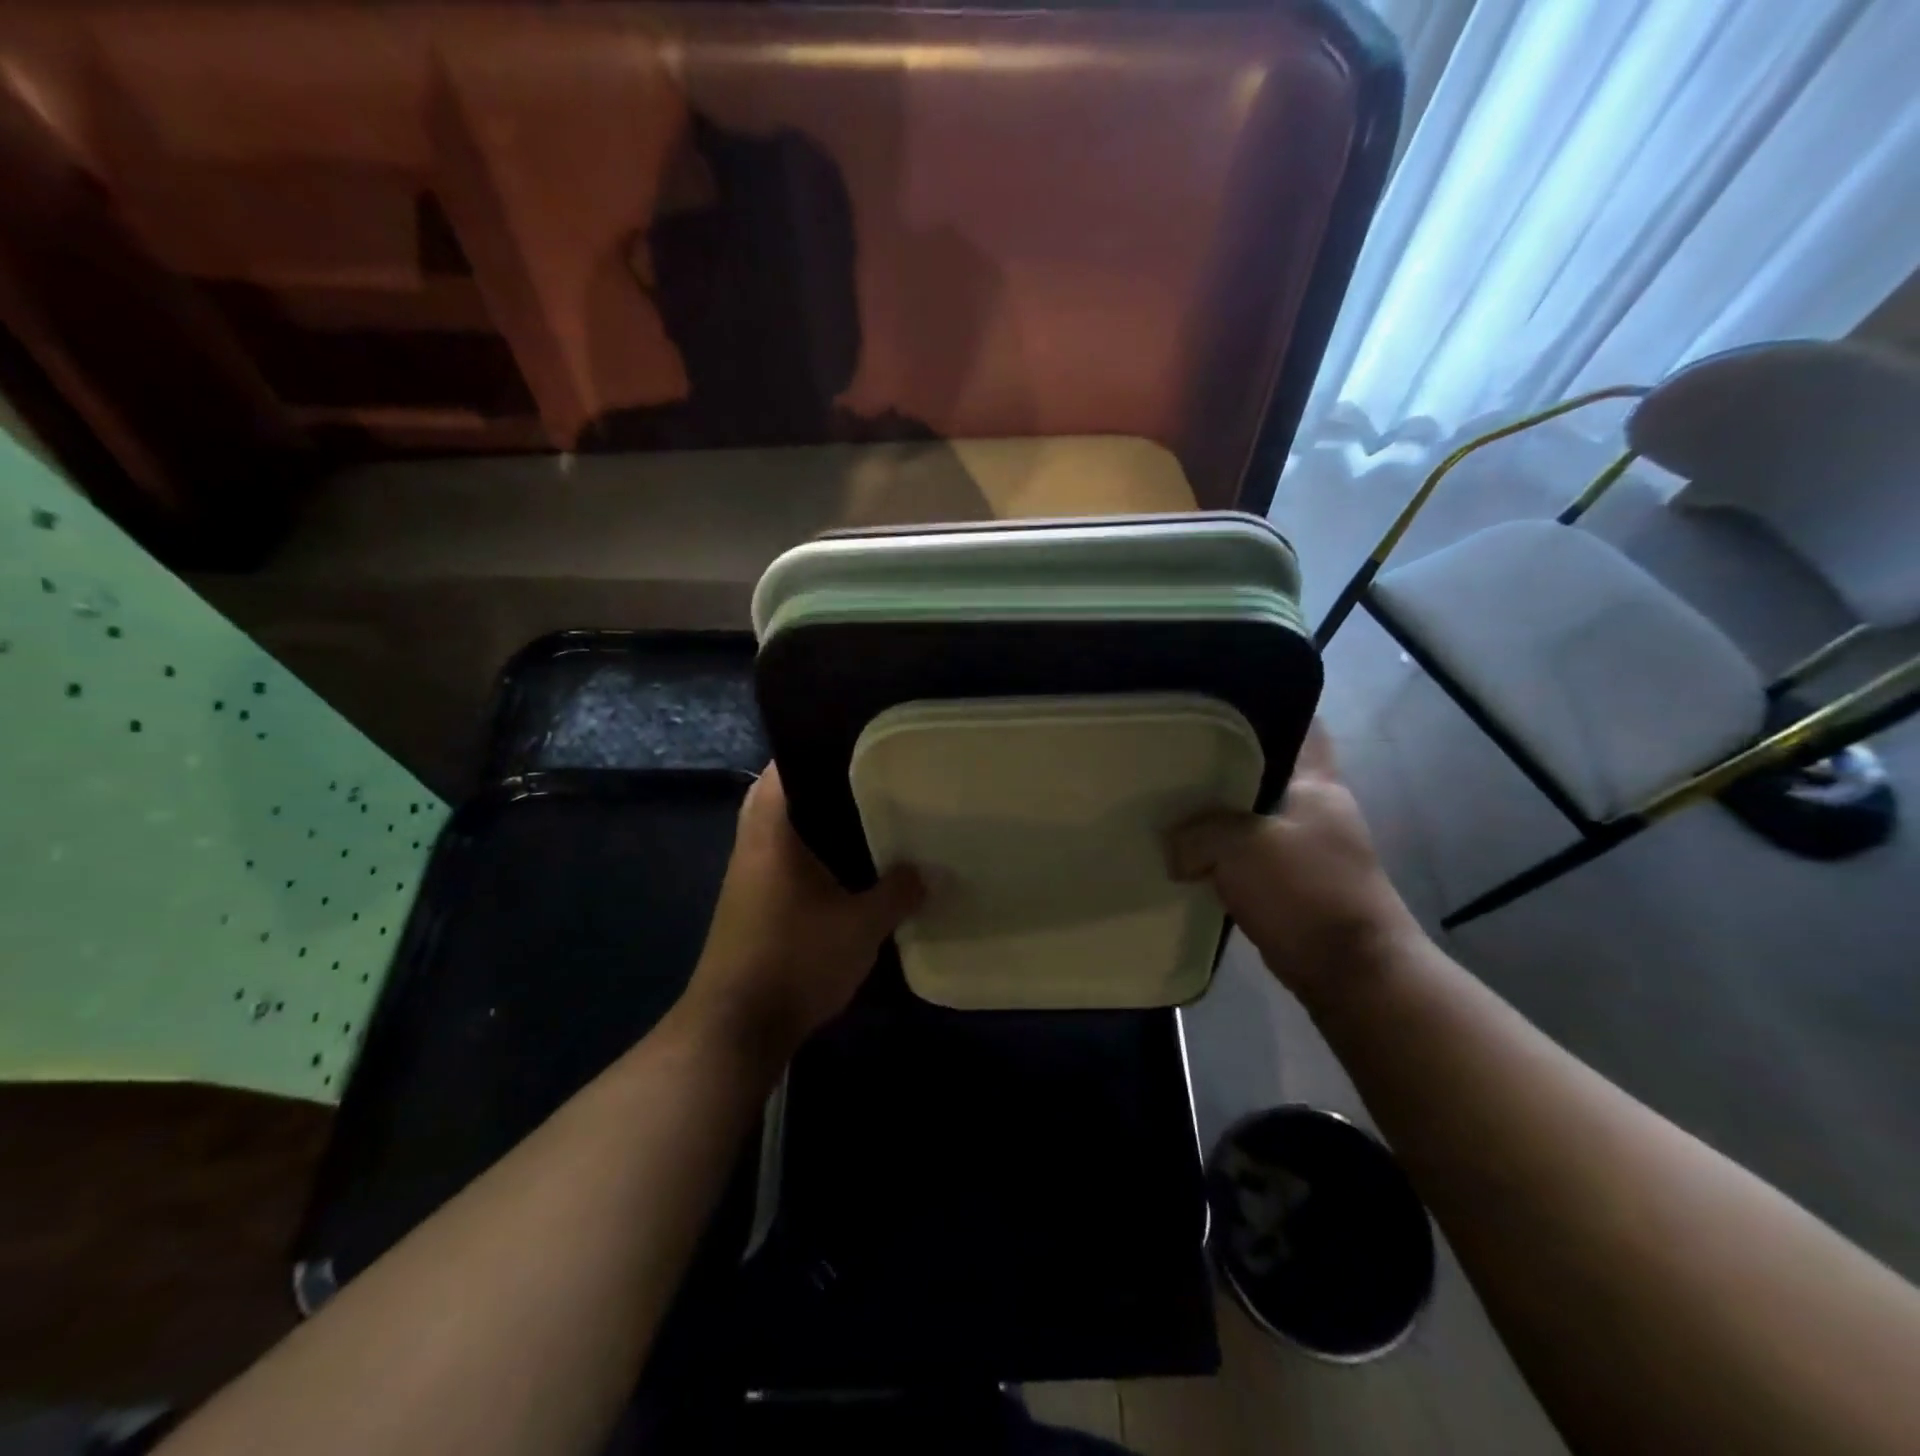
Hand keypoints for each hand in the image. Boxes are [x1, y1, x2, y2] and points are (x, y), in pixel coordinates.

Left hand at [684, 765, 921, 1061]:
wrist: (736, 1028)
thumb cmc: (796, 959)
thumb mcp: (861, 925)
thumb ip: (897, 893)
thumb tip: (927, 872)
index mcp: (770, 834)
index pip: (780, 771)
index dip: (809, 749)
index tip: (851, 744)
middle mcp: (752, 848)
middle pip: (779, 799)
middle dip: (818, 788)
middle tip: (866, 781)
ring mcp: (747, 880)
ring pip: (780, 834)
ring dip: (812, 825)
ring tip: (864, 819)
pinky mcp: (751, 908)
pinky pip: (782, 864)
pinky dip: (809, 858)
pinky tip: (845, 871)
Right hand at [1167, 722, 1419, 1007]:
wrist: (1351, 972)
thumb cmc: (1306, 891)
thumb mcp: (1240, 848)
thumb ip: (1197, 834)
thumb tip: (1172, 848)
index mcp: (1317, 783)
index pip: (1301, 725)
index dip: (1266, 709)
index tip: (1218, 704)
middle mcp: (1315, 808)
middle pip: (1265, 771)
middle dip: (1223, 767)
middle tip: (1175, 758)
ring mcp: (1306, 848)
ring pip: (1252, 816)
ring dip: (1219, 816)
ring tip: (1171, 805)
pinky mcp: (1293, 884)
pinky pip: (1248, 857)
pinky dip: (1221, 856)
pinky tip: (1187, 856)